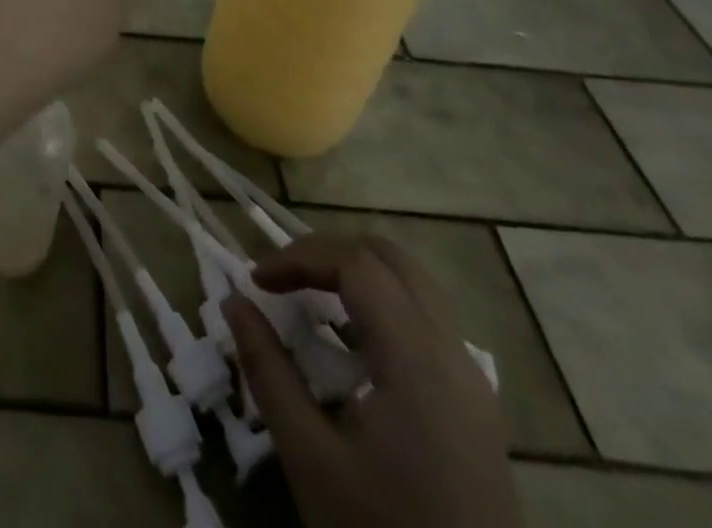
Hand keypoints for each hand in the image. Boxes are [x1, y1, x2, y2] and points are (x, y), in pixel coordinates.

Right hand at [226, 235, 521, 527]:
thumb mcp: (310, 459)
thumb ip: (268, 370)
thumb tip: (233, 301)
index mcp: (416, 360)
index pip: (356, 264)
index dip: (300, 256)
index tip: (256, 280)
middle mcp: (453, 354)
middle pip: (391, 258)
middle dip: (329, 252)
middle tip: (284, 277)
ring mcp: (473, 380)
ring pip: (414, 284)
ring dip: (358, 274)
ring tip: (311, 301)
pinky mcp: (477, 406)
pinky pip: (428, 321)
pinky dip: (382, 305)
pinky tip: (351, 346)